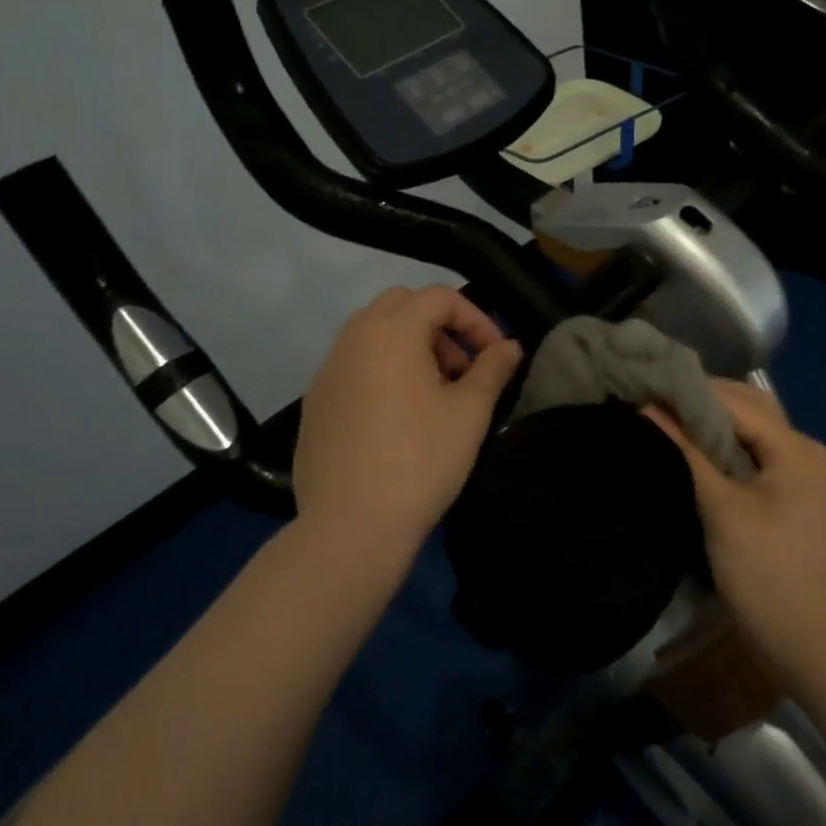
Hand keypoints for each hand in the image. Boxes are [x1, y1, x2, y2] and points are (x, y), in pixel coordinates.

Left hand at [292, 286, 522, 560]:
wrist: (350, 527)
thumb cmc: (420, 460)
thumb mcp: (469, 413)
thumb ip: (492, 369)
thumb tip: (509, 346)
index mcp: (391, 331)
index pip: (439, 297)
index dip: (476, 319)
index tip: (495, 355)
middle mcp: (352, 338)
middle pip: (402, 306)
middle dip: (440, 326)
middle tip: (462, 368)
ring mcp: (327, 370)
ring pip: (374, 334)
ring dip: (411, 346)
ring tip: (435, 393)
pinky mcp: (315, 402)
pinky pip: (354, 365)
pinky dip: (383, 370)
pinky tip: (398, 417)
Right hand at [645, 381, 825, 687]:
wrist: (817, 648)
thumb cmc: (768, 575)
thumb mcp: (722, 510)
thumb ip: (687, 453)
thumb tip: (649, 408)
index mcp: (793, 446)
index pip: (733, 400)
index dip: (688, 390)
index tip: (644, 384)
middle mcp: (803, 448)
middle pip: (747, 407)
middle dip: (701, 400)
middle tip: (652, 398)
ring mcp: (801, 473)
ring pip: (750, 431)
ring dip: (711, 423)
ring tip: (665, 419)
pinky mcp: (792, 495)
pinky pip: (754, 454)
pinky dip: (724, 446)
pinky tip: (693, 451)